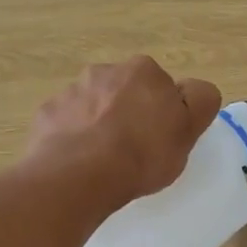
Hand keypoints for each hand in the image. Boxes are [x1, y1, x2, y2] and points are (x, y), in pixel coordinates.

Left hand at [26, 58, 221, 209]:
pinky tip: (80, 163)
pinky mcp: (47, 114)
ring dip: (100, 124)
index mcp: (143, 71)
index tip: (163, 138)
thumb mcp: (189, 131)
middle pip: (125, 91)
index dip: (165, 112)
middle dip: (129, 112)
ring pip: (93, 106)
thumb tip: (195, 90)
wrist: (80, 175)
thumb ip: (200, 102)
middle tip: (136, 150)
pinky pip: (66, 124)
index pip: (162, 86)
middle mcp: (105, 71)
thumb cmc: (143, 154)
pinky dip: (73, 138)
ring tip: (105, 160)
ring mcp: (71, 91)